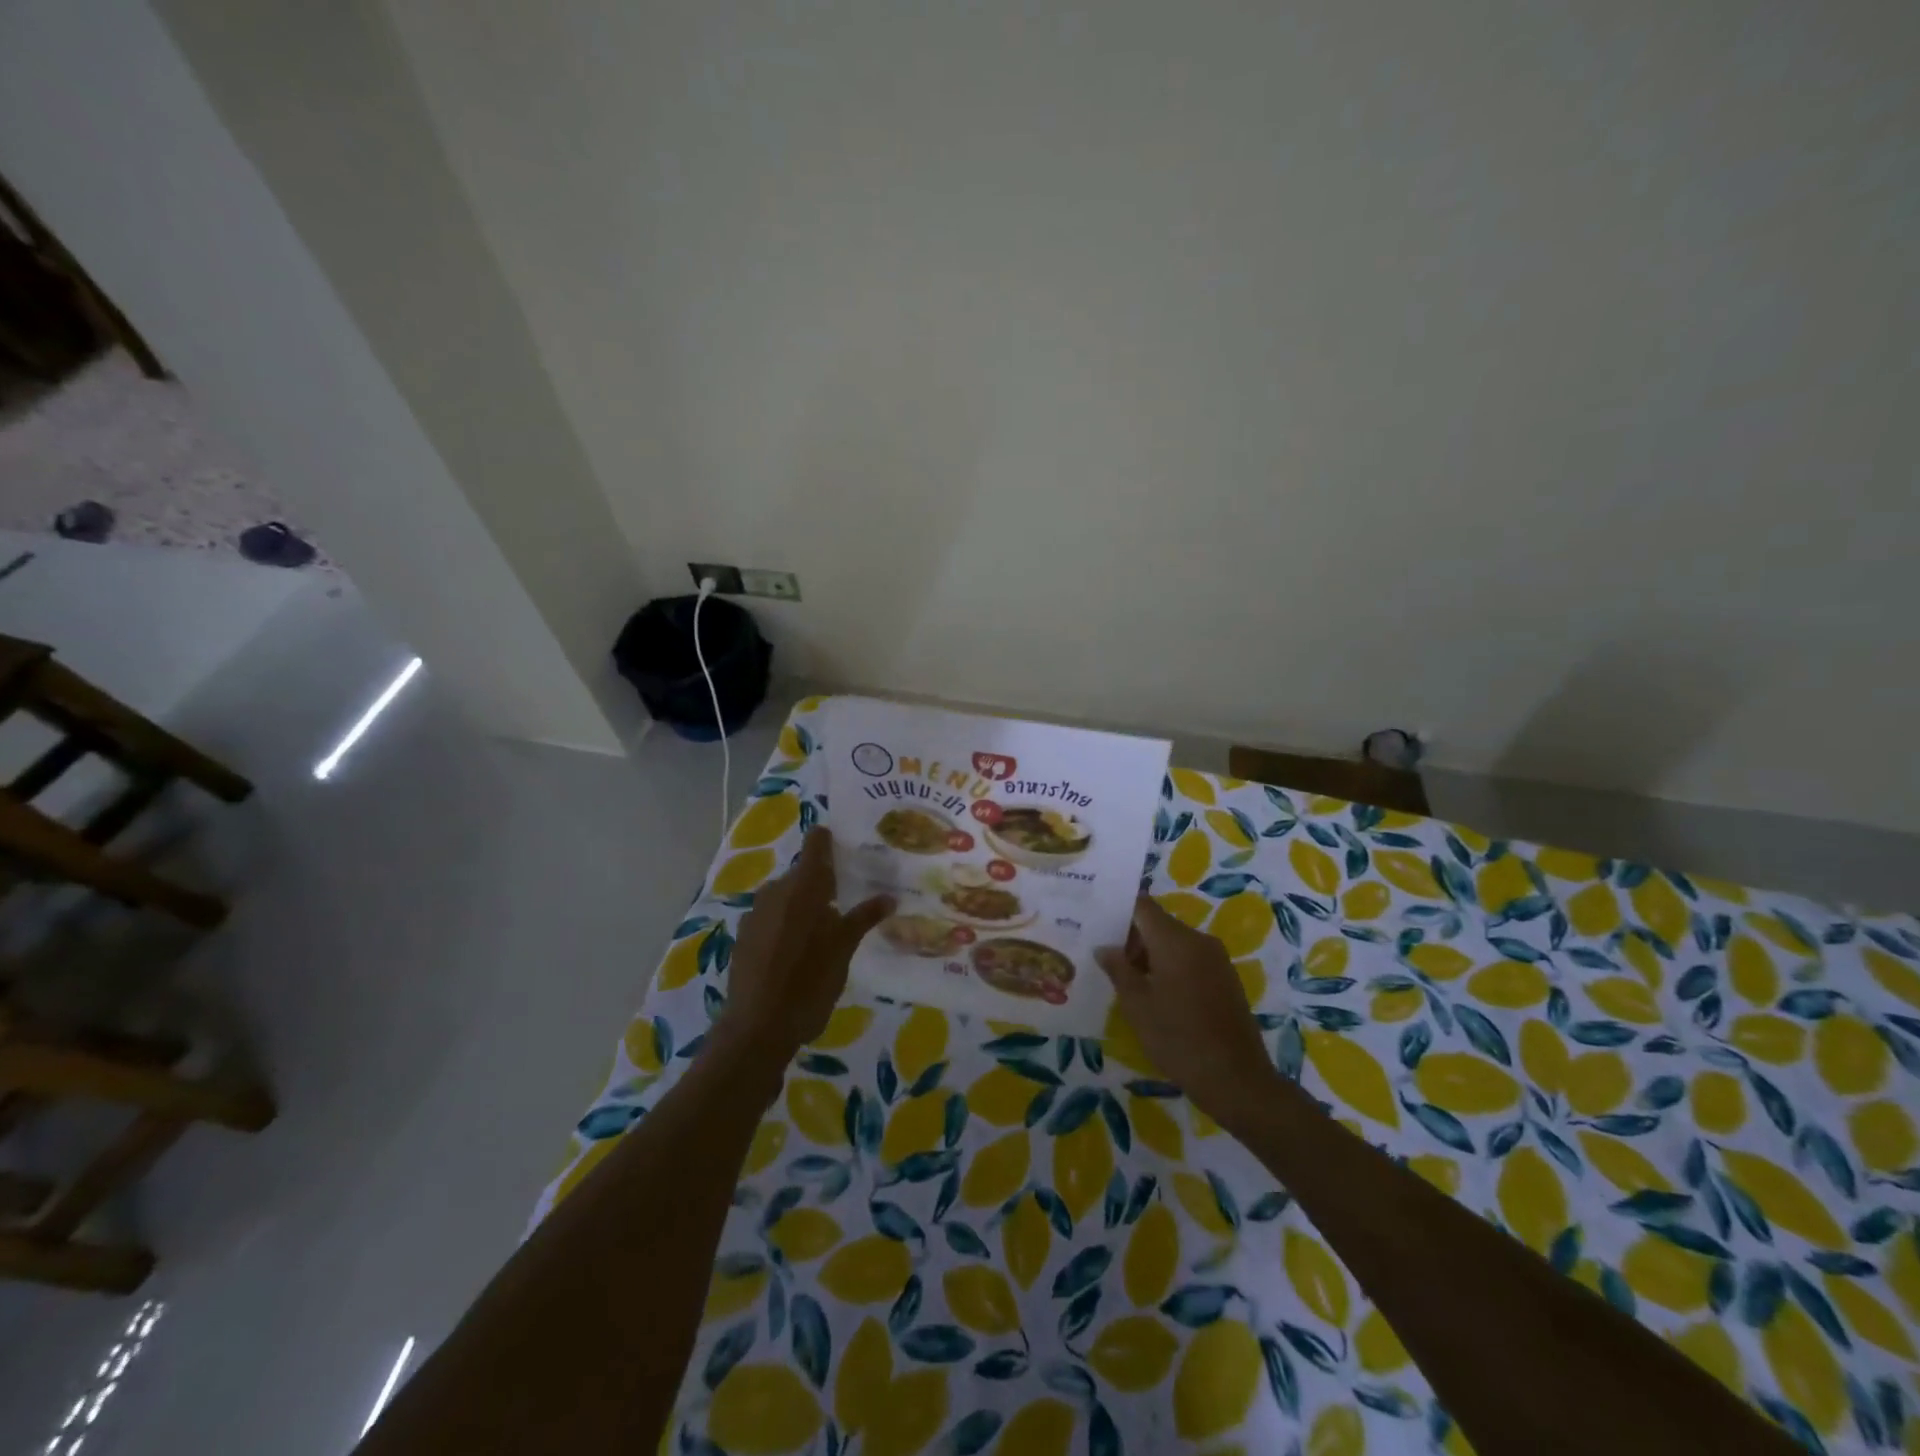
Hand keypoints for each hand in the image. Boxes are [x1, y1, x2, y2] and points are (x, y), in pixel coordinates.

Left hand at [718, 828, 893, 1061]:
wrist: (757, 1027)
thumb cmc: (809, 983)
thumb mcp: (843, 950)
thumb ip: (863, 918)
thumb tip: (889, 897)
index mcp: (803, 886)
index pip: (815, 844)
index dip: (829, 840)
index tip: (847, 847)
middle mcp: (775, 891)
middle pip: (802, 873)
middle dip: (823, 882)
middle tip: (847, 899)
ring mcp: (755, 914)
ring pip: (786, 897)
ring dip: (804, 905)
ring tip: (826, 928)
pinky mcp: (744, 937)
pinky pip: (772, 918)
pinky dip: (787, 924)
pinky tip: (799, 951)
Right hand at [1097, 896, 1279, 1128]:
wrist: (1237, 1080)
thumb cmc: (1179, 1039)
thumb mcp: (1137, 1006)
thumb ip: (1118, 969)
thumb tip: (1104, 947)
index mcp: (1175, 940)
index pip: (1142, 906)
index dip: (1118, 912)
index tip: (1097, 926)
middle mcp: (1199, 940)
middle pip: (1158, 924)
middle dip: (1132, 939)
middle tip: (1107, 962)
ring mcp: (1217, 959)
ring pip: (1175, 943)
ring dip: (1151, 955)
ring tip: (1128, 982)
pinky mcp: (1226, 979)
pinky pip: (1192, 959)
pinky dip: (1171, 968)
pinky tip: (1158, 996)